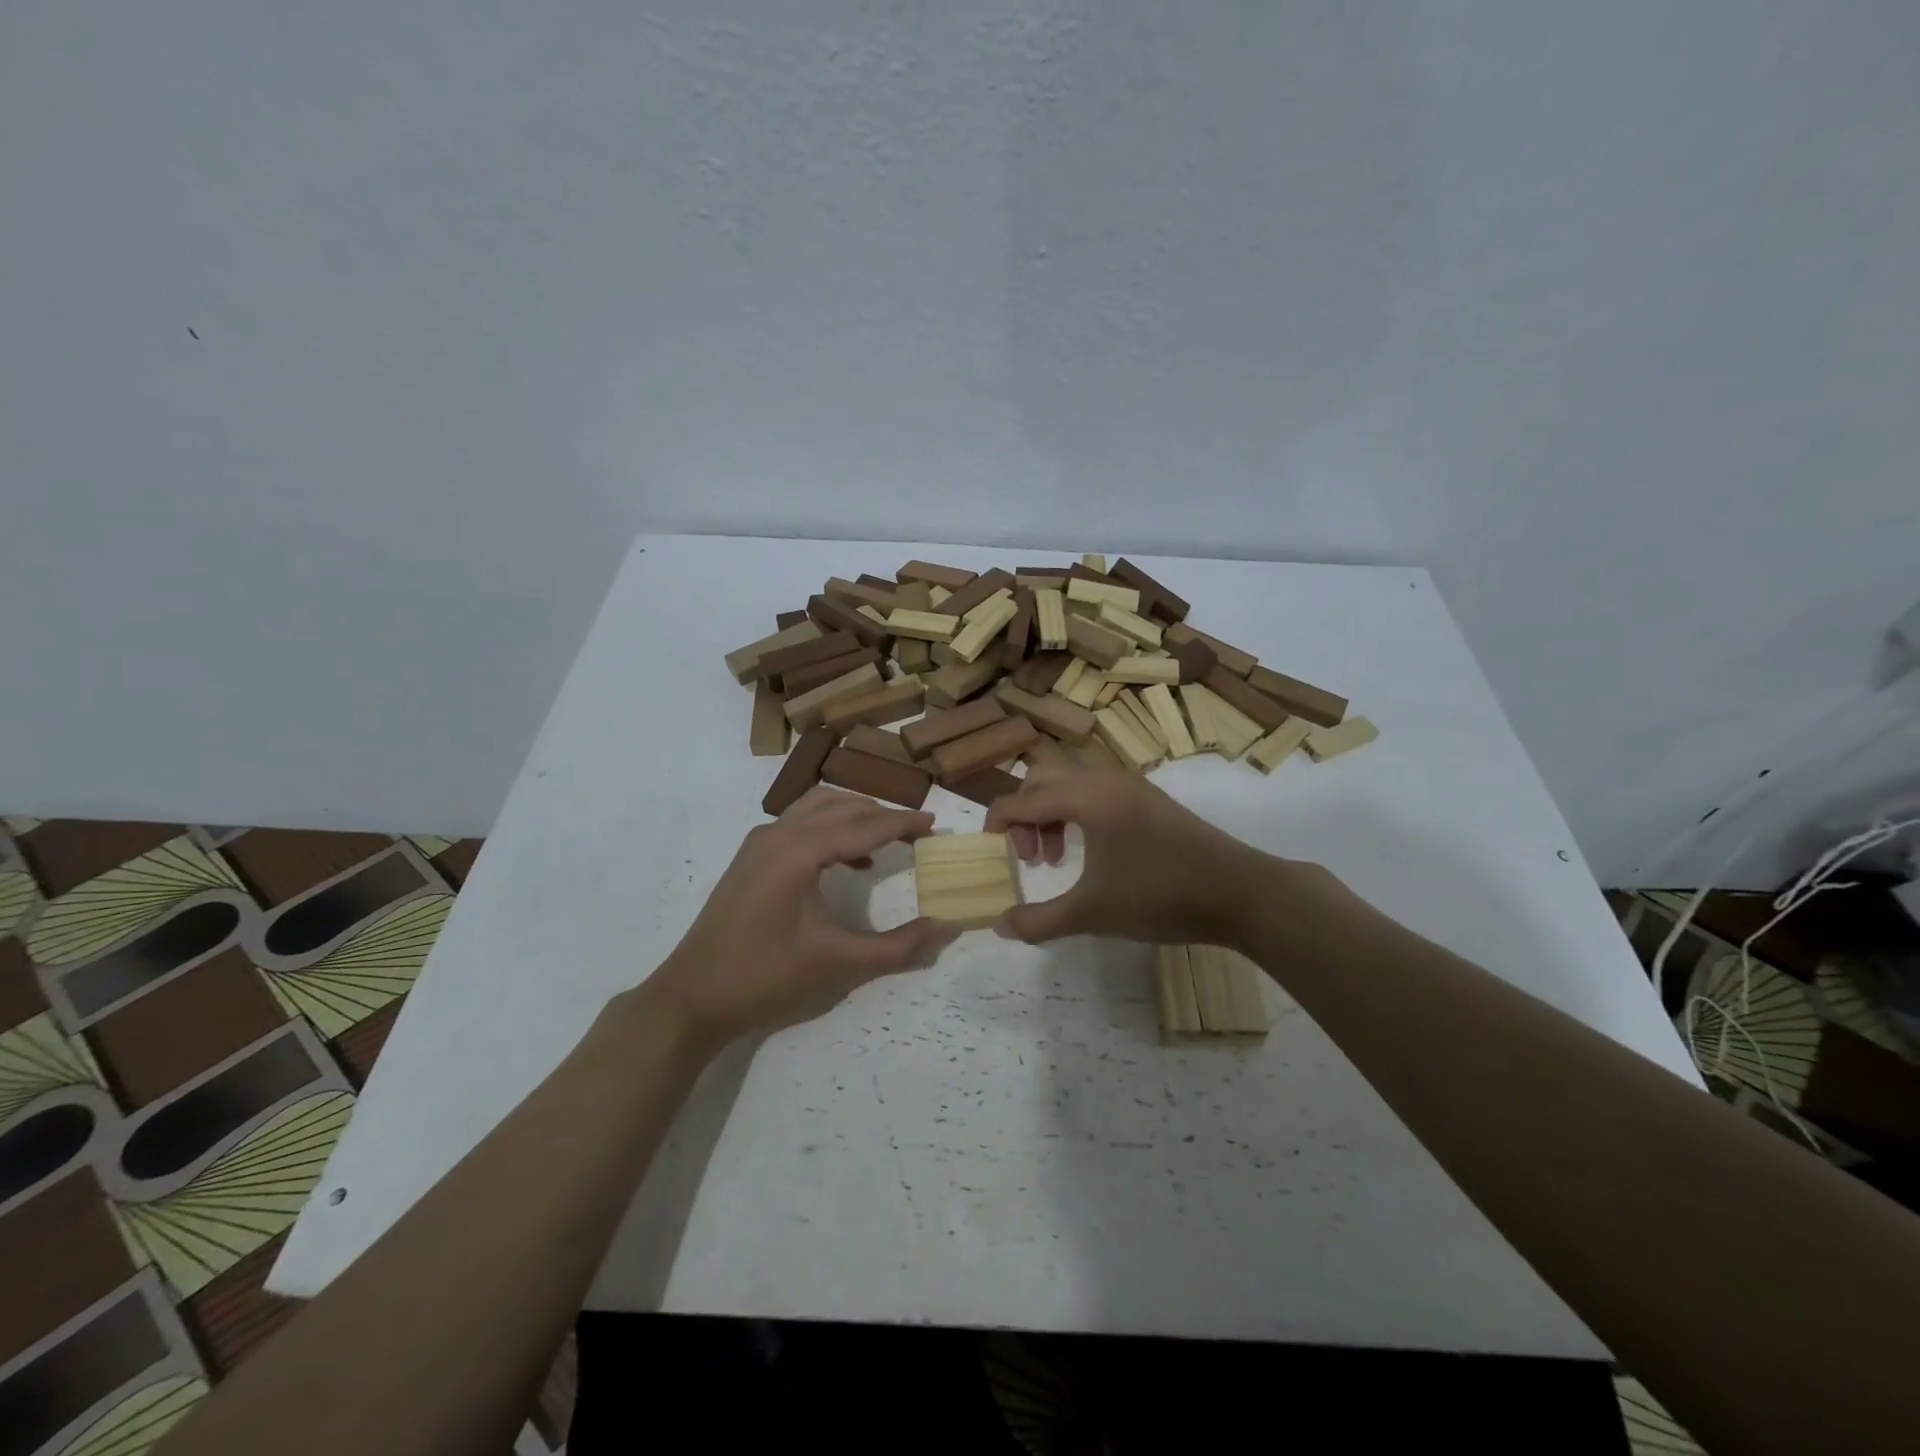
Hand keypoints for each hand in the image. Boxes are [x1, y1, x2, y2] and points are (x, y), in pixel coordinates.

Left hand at [643, 788, 958, 1043]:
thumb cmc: (766, 976)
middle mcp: (778, 834)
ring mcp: (759, 843)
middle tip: (917, 833)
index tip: (935, 824)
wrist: (692, 997)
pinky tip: (847, 863)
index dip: (903, 823)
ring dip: (854, 817)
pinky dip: (830, 829)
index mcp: (800, 850)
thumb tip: (946, 928)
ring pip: (817, 808)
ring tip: (884, 840)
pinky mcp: (750, 858)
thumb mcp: (839, 963)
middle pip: (842, 807)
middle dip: (882, 815)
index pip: (864, 825)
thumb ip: (898, 946)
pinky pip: (799, 825)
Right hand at [983, 750, 1279, 946]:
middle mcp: (1105, 779)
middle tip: (1031, 858)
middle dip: (1025, 814)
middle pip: (1043, 778)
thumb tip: (999, 925)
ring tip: (1056, 859)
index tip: (993, 856)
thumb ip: (1039, 920)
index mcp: (1086, 797)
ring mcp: (1132, 786)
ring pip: (1072, 782)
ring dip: (1052, 812)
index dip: (998, 824)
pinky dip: (1078, 813)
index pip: (1022, 798)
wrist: (1241, 892)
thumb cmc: (1160, 896)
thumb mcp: (1092, 913)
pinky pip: (1097, 791)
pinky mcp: (1150, 800)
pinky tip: (1091, 854)